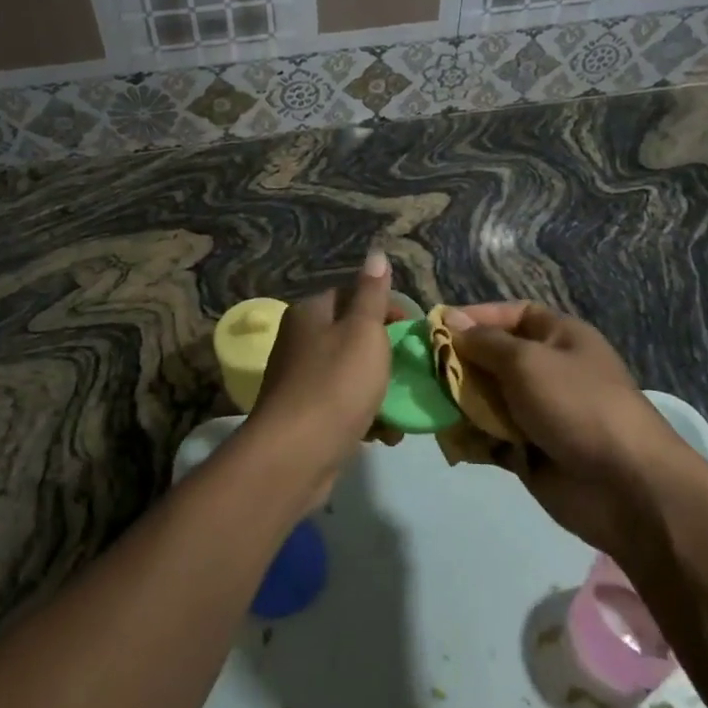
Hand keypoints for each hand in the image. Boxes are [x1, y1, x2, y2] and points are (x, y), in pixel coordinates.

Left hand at [249, 252, 394, 507]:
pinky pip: (342, 405)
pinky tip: (384, 434)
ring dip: (378, 390)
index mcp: (310, 313)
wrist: (296, 454)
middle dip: (384, 354)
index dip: (385, 308)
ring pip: (349, 373)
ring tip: (401, 409)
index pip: (350, 295)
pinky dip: (364, 414)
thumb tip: (376, 253)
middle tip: (411, 370)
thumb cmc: (336, 384)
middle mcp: (299, 340)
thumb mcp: (363, 331)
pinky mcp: (304, 415)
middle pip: (350, 336)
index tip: (412, 330)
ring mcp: (299, 379)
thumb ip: (372, 294)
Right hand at [443, 302, 687, 550]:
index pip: (511, 315)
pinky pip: (490, 437)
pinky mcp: (529, 451)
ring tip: (432, 408)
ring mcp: (539, 413)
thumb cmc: (577, 405)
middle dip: (459, 363)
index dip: (476, 317)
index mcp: (559, 337)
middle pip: (493, 357)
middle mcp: (548, 370)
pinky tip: (452, 441)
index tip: (437, 327)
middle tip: (424, 371)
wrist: (626, 486)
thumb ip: (484, 343)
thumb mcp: (526, 361)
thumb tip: (450, 319)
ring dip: (460, 402)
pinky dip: (471, 438)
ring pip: (487, 398)